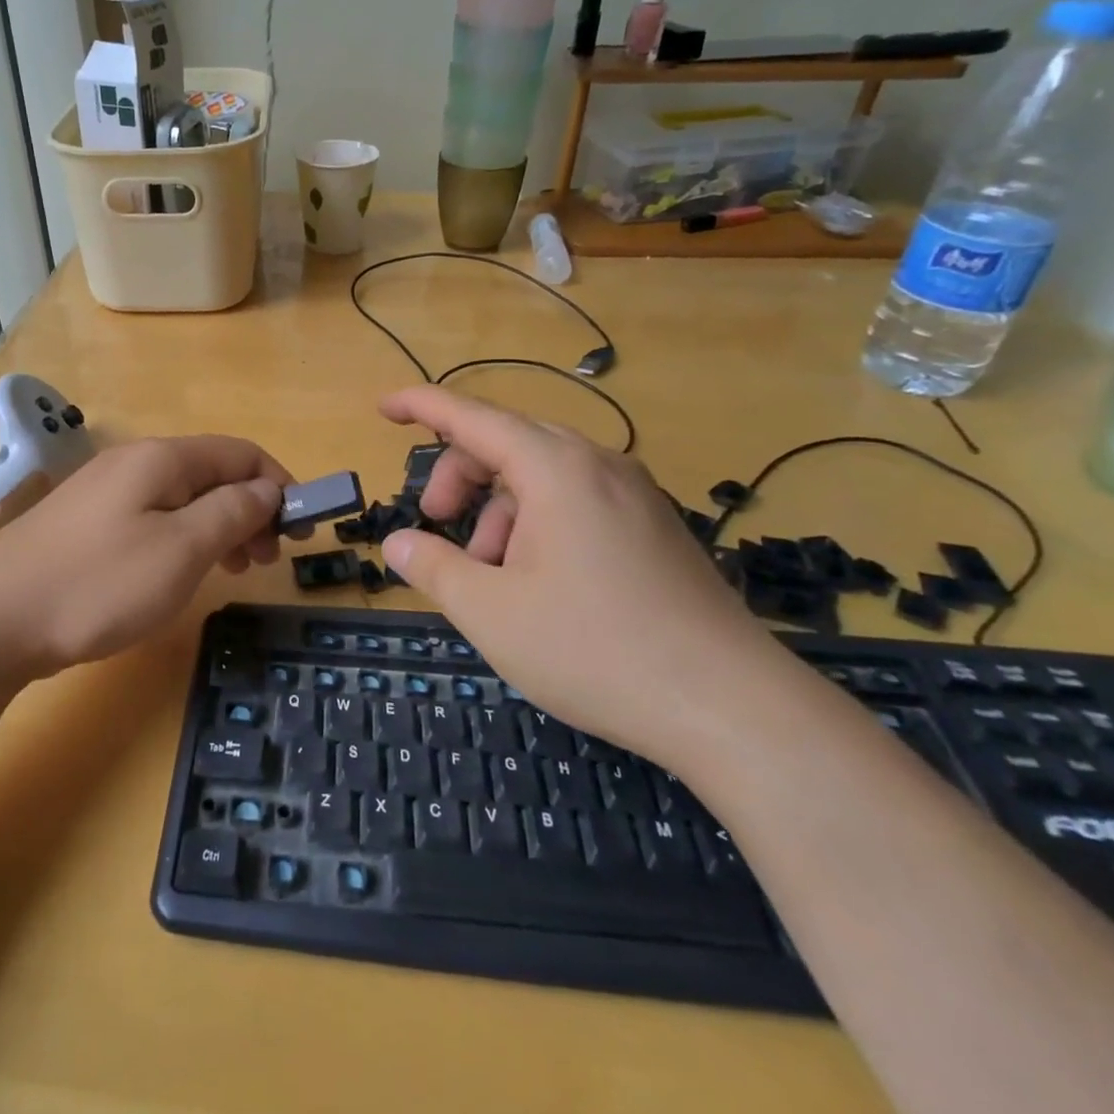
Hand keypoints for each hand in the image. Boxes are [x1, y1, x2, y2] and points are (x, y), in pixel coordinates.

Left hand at [0, 435, 290, 680]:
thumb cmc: (97, 584)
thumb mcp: (181, 549)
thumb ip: (232, 512)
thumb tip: (267, 489)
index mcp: (162, 458)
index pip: (240, 452)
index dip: (279, 483)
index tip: (301, 529)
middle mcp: (134, 463)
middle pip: (212, 473)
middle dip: (250, 509)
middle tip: (266, 560)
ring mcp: (104, 493)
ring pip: (182, 498)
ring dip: (219, 526)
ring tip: (233, 570)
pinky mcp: (85, 525)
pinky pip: (152, 518)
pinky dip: (183, 538)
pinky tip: (181, 571)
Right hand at [377, 386, 797, 769]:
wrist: (731, 707)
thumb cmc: (595, 649)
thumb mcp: (492, 612)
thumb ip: (433, 568)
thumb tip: (399, 543)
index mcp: (555, 468)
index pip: (471, 417)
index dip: (421, 406)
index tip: (382, 407)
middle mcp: (597, 464)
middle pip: (506, 442)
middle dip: (459, 475)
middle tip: (436, 524)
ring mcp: (633, 494)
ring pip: (542, 475)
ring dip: (498, 509)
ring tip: (490, 574)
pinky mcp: (654, 526)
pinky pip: (577, 500)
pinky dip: (537, 523)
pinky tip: (537, 581)